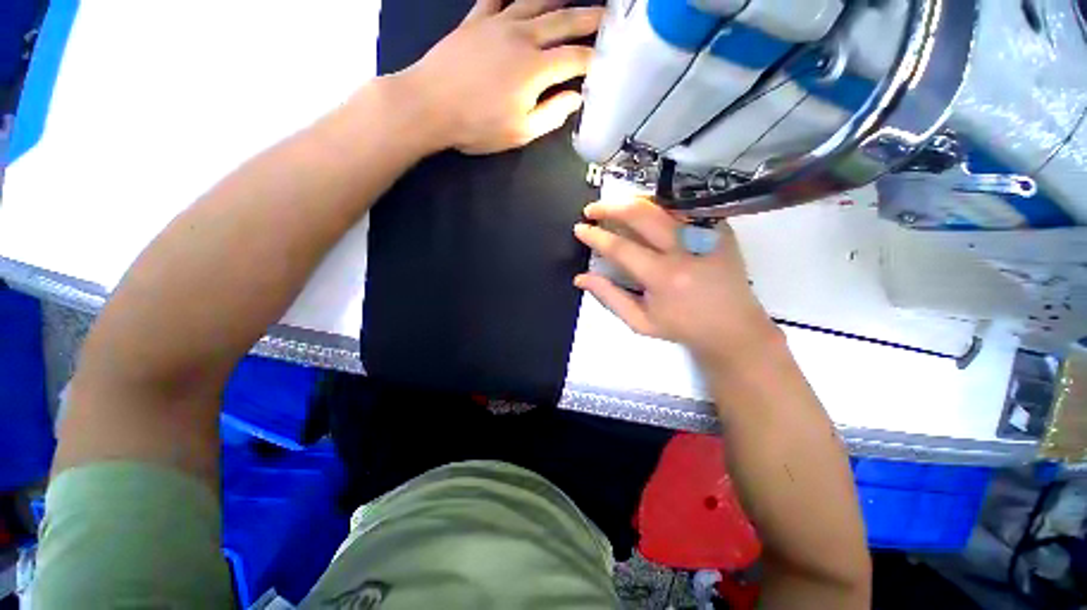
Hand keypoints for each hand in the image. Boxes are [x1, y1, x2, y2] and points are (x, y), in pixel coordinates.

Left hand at [397, 0, 602, 153]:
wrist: (428, 105)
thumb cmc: (477, 126)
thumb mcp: (520, 132)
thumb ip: (551, 115)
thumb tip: (575, 99)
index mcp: (536, 69)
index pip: (576, 58)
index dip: (595, 60)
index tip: (608, 61)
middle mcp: (522, 37)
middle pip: (564, 20)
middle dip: (590, 18)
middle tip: (607, 15)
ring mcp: (497, 23)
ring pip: (536, 1)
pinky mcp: (475, 20)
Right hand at [573, 197, 780, 368]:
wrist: (733, 327)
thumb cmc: (683, 327)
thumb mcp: (640, 321)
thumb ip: (609, 297)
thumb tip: (581, 278)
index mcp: (663, 277)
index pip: (620, 247)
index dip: (595, 236)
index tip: (580, 228)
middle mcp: (684, 250)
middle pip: (641, 214)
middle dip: (610, 207)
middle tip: (592, 210)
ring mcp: (705, 234)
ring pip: (661, 204)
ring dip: (632, 202)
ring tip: (614, 208)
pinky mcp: (719, 228)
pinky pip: (682, 208)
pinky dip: (658, 206)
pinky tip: (645, 212)